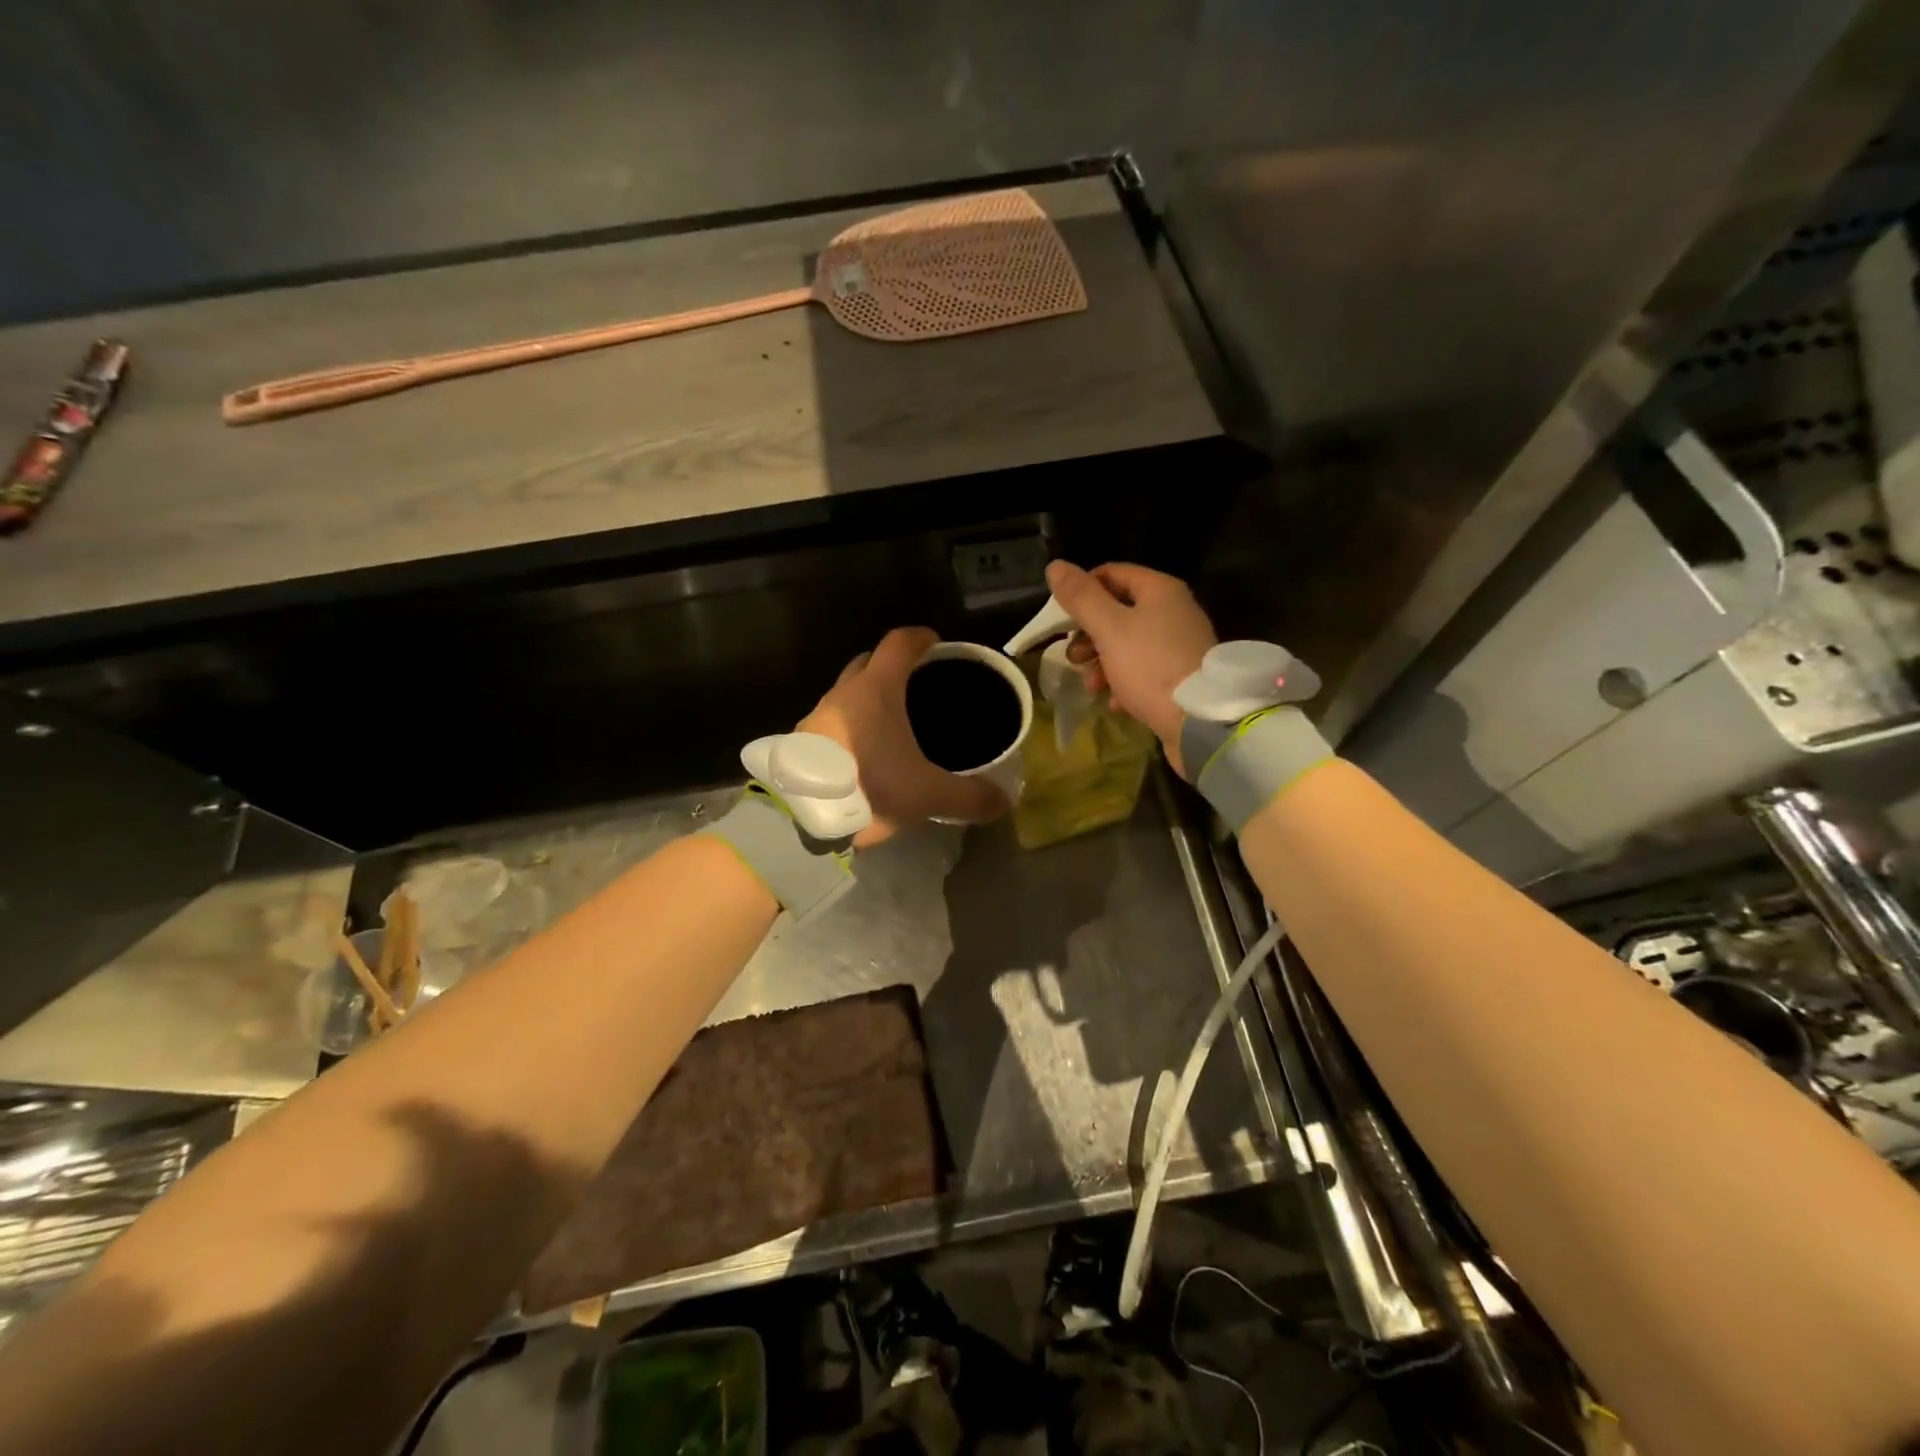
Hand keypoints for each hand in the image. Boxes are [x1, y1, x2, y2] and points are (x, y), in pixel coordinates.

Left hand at [798, 627, 1008, 845]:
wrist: (802, 819)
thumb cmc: (870, 789)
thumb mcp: (928, 795)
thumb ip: (969, 797)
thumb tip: (1004, 801)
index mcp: (876, 690)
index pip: (898, 644)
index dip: (919, 637)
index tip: (934, 640)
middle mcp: (843, 694)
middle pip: (868, 662)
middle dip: (890, 665)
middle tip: (915, 681)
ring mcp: (816, 716)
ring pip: (846, 694)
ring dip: (866, 699)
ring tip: (890, 723)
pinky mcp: (801, 743)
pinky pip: (830, 721)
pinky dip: (849, 725)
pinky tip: (862, 753)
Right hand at [1044, 560, 1216, 775]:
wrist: (1200, 721)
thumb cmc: (1150, 667)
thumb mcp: (1109, 629)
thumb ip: (1081, 598)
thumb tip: (1055, 566)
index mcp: (1159, 590)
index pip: (1111, 573)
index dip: (1082, 591)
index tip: (1062, 620)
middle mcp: (1174, 610)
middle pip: (1118, 611)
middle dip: (1089, 635)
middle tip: (1074, 658)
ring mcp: (1179, 645)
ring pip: (1127, 644)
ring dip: (1102, 663)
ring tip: (1092, 686)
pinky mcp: (1181, 676)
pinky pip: (1144, 671)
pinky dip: (1124, 682)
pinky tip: (1115, 702)